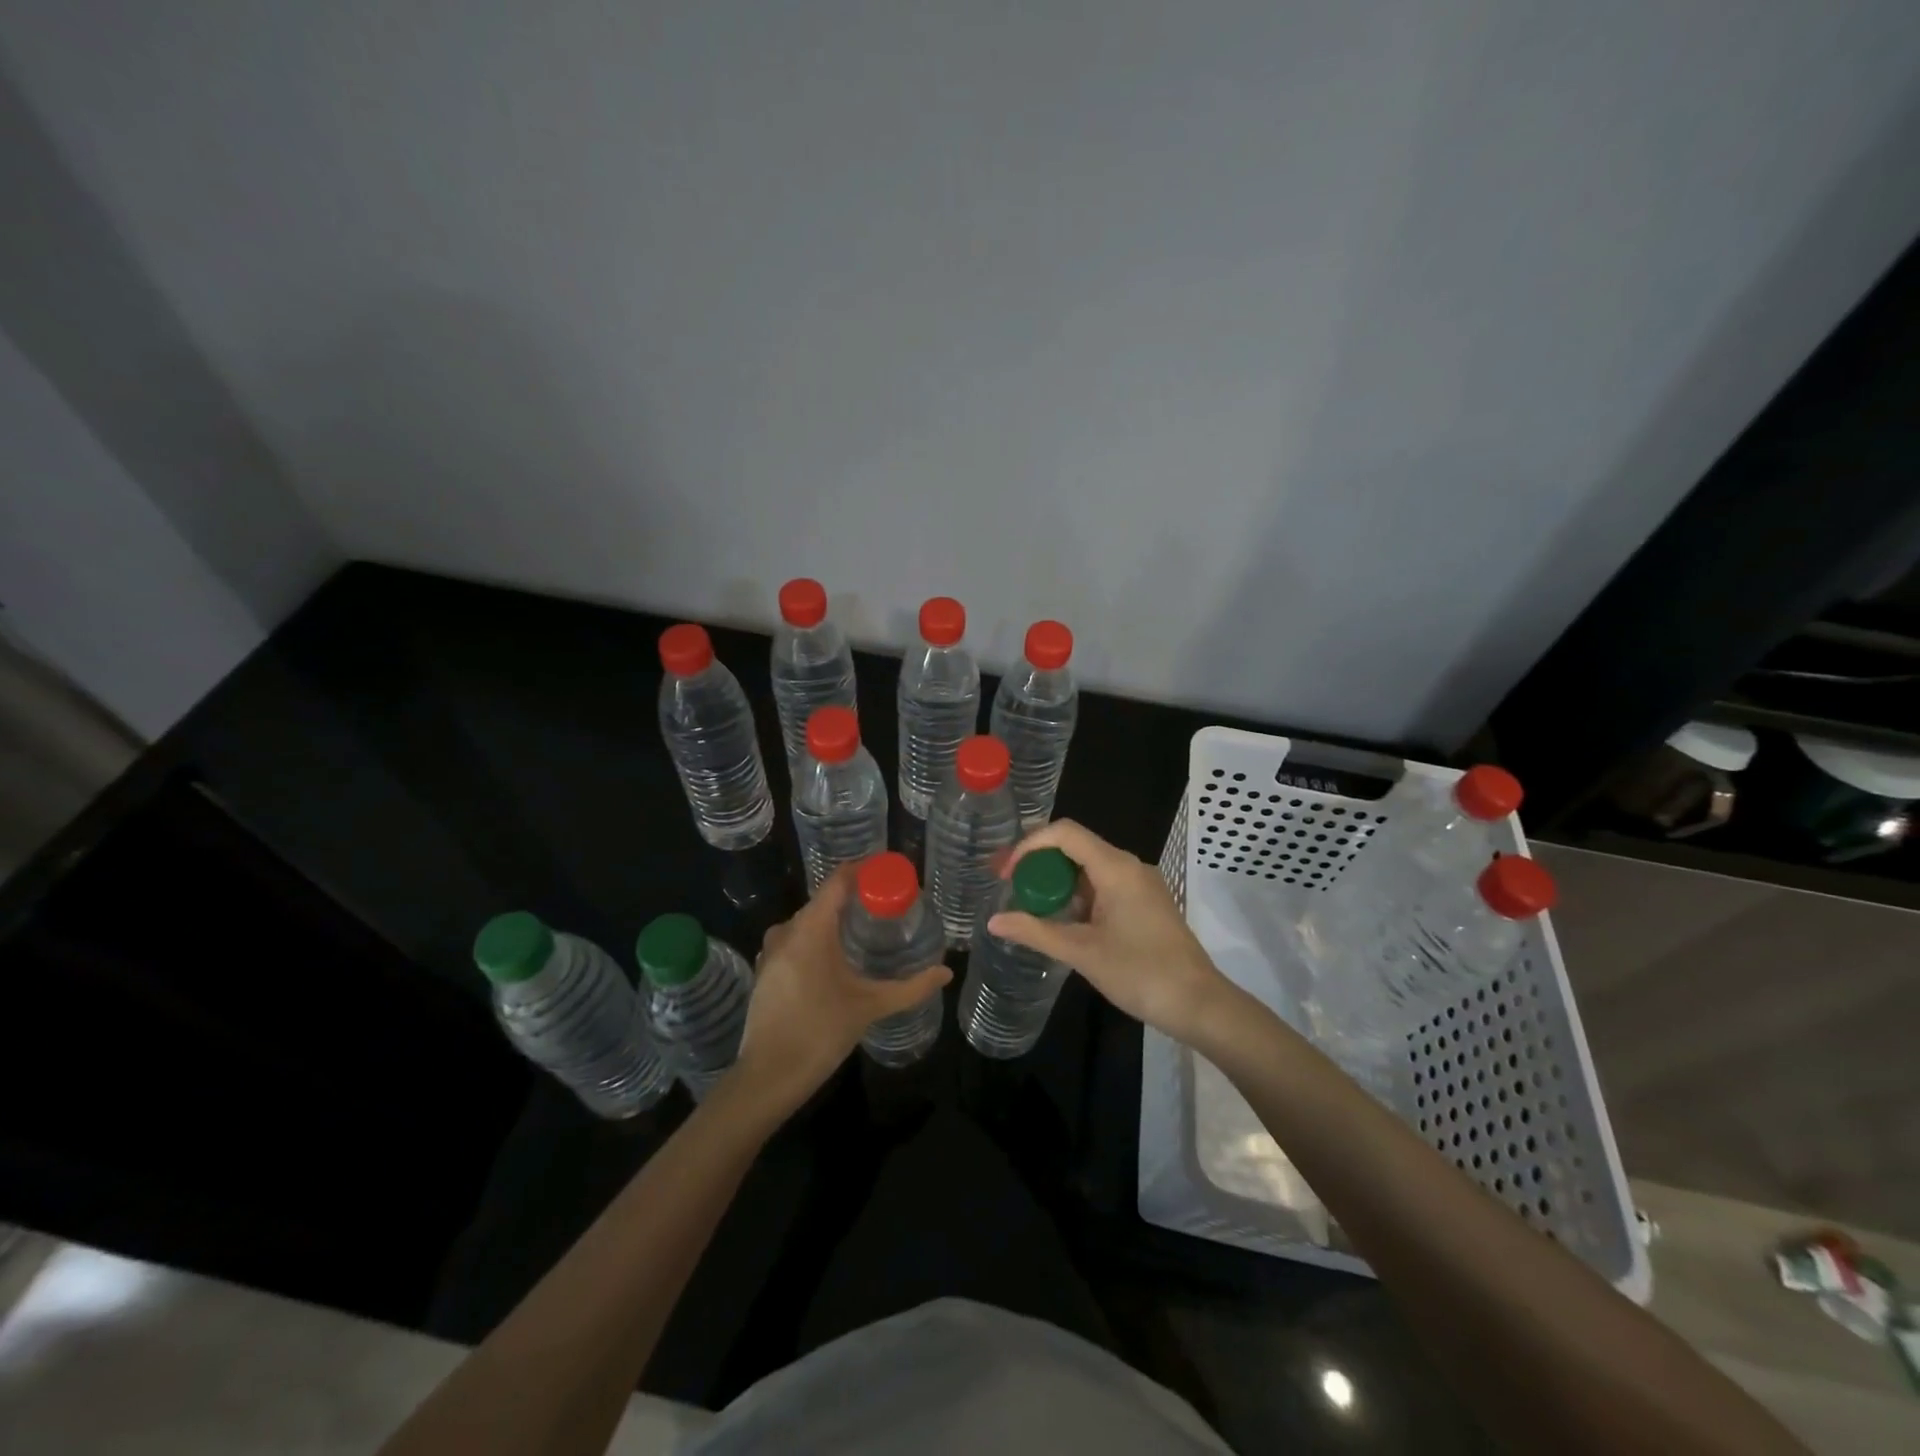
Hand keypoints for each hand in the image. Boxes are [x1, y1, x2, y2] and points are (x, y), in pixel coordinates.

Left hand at [728, 865, 949, 1118]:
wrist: (767, 1078)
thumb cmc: (820, 1033)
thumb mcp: (871, 1007)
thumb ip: (911, 987)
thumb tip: (946, 972)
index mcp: (811, 929)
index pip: (839, 880)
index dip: (865, 870)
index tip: (891, 871)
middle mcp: (787, 930)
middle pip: (825, 899)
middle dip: (856, 896)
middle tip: (888, 903)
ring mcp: (772, 951)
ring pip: (810, 920)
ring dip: (837, 919)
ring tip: (868, 928)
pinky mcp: (766, 970)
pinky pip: (797, 939)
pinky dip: (819, 937)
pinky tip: (838, 955)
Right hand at [987, 820, 1228, 1043]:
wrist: (1199, 1004)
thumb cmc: (1140, 973)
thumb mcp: (1081, 952)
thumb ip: (1035, 932)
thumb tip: (993, 921)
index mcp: (1115, 868)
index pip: (1064, 833)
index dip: (1029, 845)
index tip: (1006, 874)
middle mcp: (1129, 866)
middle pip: (1075, 846)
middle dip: (1038, 863)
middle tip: (1008, 885)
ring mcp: (1141, 885)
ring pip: (1089, 868)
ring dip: (1057, 882)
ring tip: (1029, 906)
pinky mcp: (1146, 903)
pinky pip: (1104, 885)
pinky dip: (1078, 895)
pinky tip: (1063, 921)